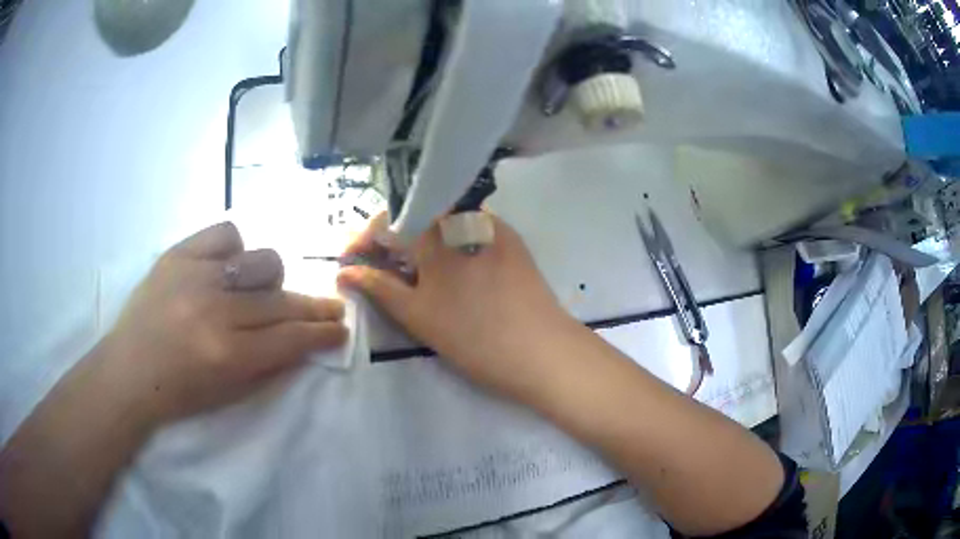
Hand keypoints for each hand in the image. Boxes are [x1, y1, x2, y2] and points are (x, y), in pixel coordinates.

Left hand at [101, 222, 347, 423]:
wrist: (128, 370)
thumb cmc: (178, 393)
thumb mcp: (228, 394)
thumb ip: (269, 366)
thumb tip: (303, 341)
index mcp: (228, 354)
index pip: (291, 338)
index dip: (322, 334)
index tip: (341, 329)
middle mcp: (216, 309)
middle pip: (281, 302)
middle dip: (315, 308)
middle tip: (332, 308)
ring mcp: (196, 275)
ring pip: (261, 261)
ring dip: (271, 281)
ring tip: (263, 292)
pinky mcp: (179, 253)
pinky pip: (225, 235)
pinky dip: (235, 250)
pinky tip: (228, 267)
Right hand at [337, 213, 574, 399]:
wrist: (543, 351)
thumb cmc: (474, 337)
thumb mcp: (418, 315)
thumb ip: (378, 287)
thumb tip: (344, 272)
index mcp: (436, 229)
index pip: (388, 219)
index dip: (364, 240)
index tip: (350, 262)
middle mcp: (463, 215)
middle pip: (414, 218)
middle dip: (390, 242)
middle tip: (375, 271)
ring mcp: (492, 225)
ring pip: (441, 226)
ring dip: (418, 245)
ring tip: (407, 275)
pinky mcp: (511, 240)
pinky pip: (467, 234)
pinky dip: (447, 248)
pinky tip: (445, 273)